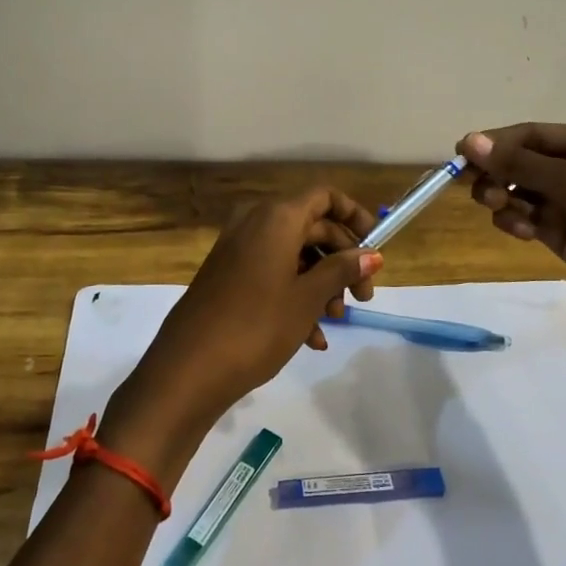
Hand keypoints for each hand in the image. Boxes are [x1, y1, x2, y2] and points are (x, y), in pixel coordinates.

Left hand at [105, 188, 381, 473]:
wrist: (188, 369)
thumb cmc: (257, 326)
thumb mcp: (308, 298)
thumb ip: (342, 270)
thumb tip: (371, 254)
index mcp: (276, 217)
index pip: (325, 197)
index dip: (354, 216)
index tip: (376, 246)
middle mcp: (254, 222)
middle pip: (312, 227)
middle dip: (342, 261)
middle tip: (363, 298)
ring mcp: (237, 249)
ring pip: (293, 254)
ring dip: (320, 284)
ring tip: (333, 323)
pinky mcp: (227, 275)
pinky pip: (271, 272)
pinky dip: (294, 296)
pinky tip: (311, 338)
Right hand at [456, 124, 565, 341]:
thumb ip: (520, 163)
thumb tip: (468, 140)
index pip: (533, 135)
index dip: (497, 142)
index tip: (461, 152)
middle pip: (523, 163)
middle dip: (498, 172)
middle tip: (475, 186)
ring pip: (521, 192)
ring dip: (504, 197)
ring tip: (497, 207)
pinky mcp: (564, 235)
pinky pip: (528, 219)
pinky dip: (516, 221)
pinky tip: (518, 229)